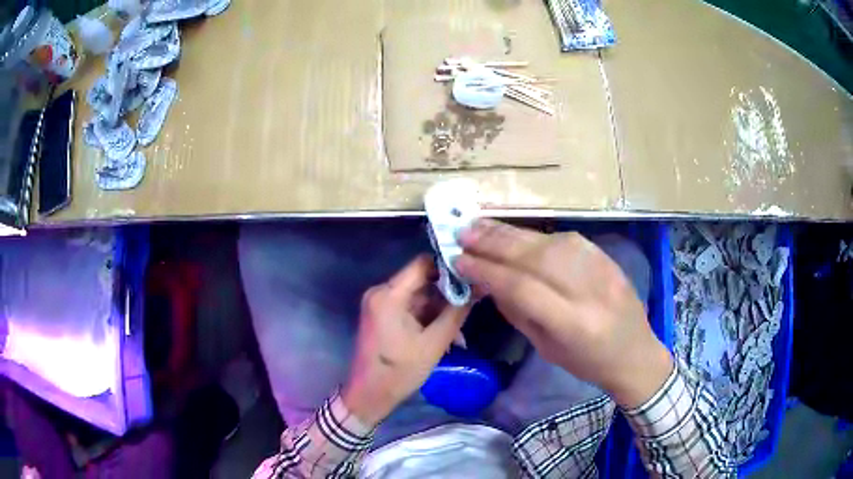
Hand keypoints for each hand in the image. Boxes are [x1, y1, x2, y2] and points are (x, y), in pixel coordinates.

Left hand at [342, 255, 470, 426]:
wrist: (368, 395)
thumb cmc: (399, 371)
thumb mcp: (434, 343)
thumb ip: (457, 312)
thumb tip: (478, 287)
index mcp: (389, 295)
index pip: (422, 263)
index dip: (447, 267)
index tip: (470, 277)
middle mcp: (380, 292)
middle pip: (420, 280)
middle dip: (446, 294)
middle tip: (470, 306)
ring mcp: (379, 304)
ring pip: (417, 296)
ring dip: (438, 310)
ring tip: (458, 330)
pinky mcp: (380, 315)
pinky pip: (408, 308)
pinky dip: (425, 318)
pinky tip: (443, 335)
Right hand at [455, 219, 672, 408]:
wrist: (636, 352)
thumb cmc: (588, 363)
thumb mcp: (547, 349)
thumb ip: (518, 313)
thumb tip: (489, 282)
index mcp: (572, 323)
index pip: (522, 287)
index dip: (487, 271)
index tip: (460, 261)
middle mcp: (588, 290)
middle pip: (535, 257)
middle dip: (494, 243)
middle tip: (463, 233)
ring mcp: (601, 268)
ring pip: (549, 242)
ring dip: (511, 233)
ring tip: (481, 226)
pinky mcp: (606, 256)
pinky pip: (566, 239)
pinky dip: (536, 235)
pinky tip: (516, 234)